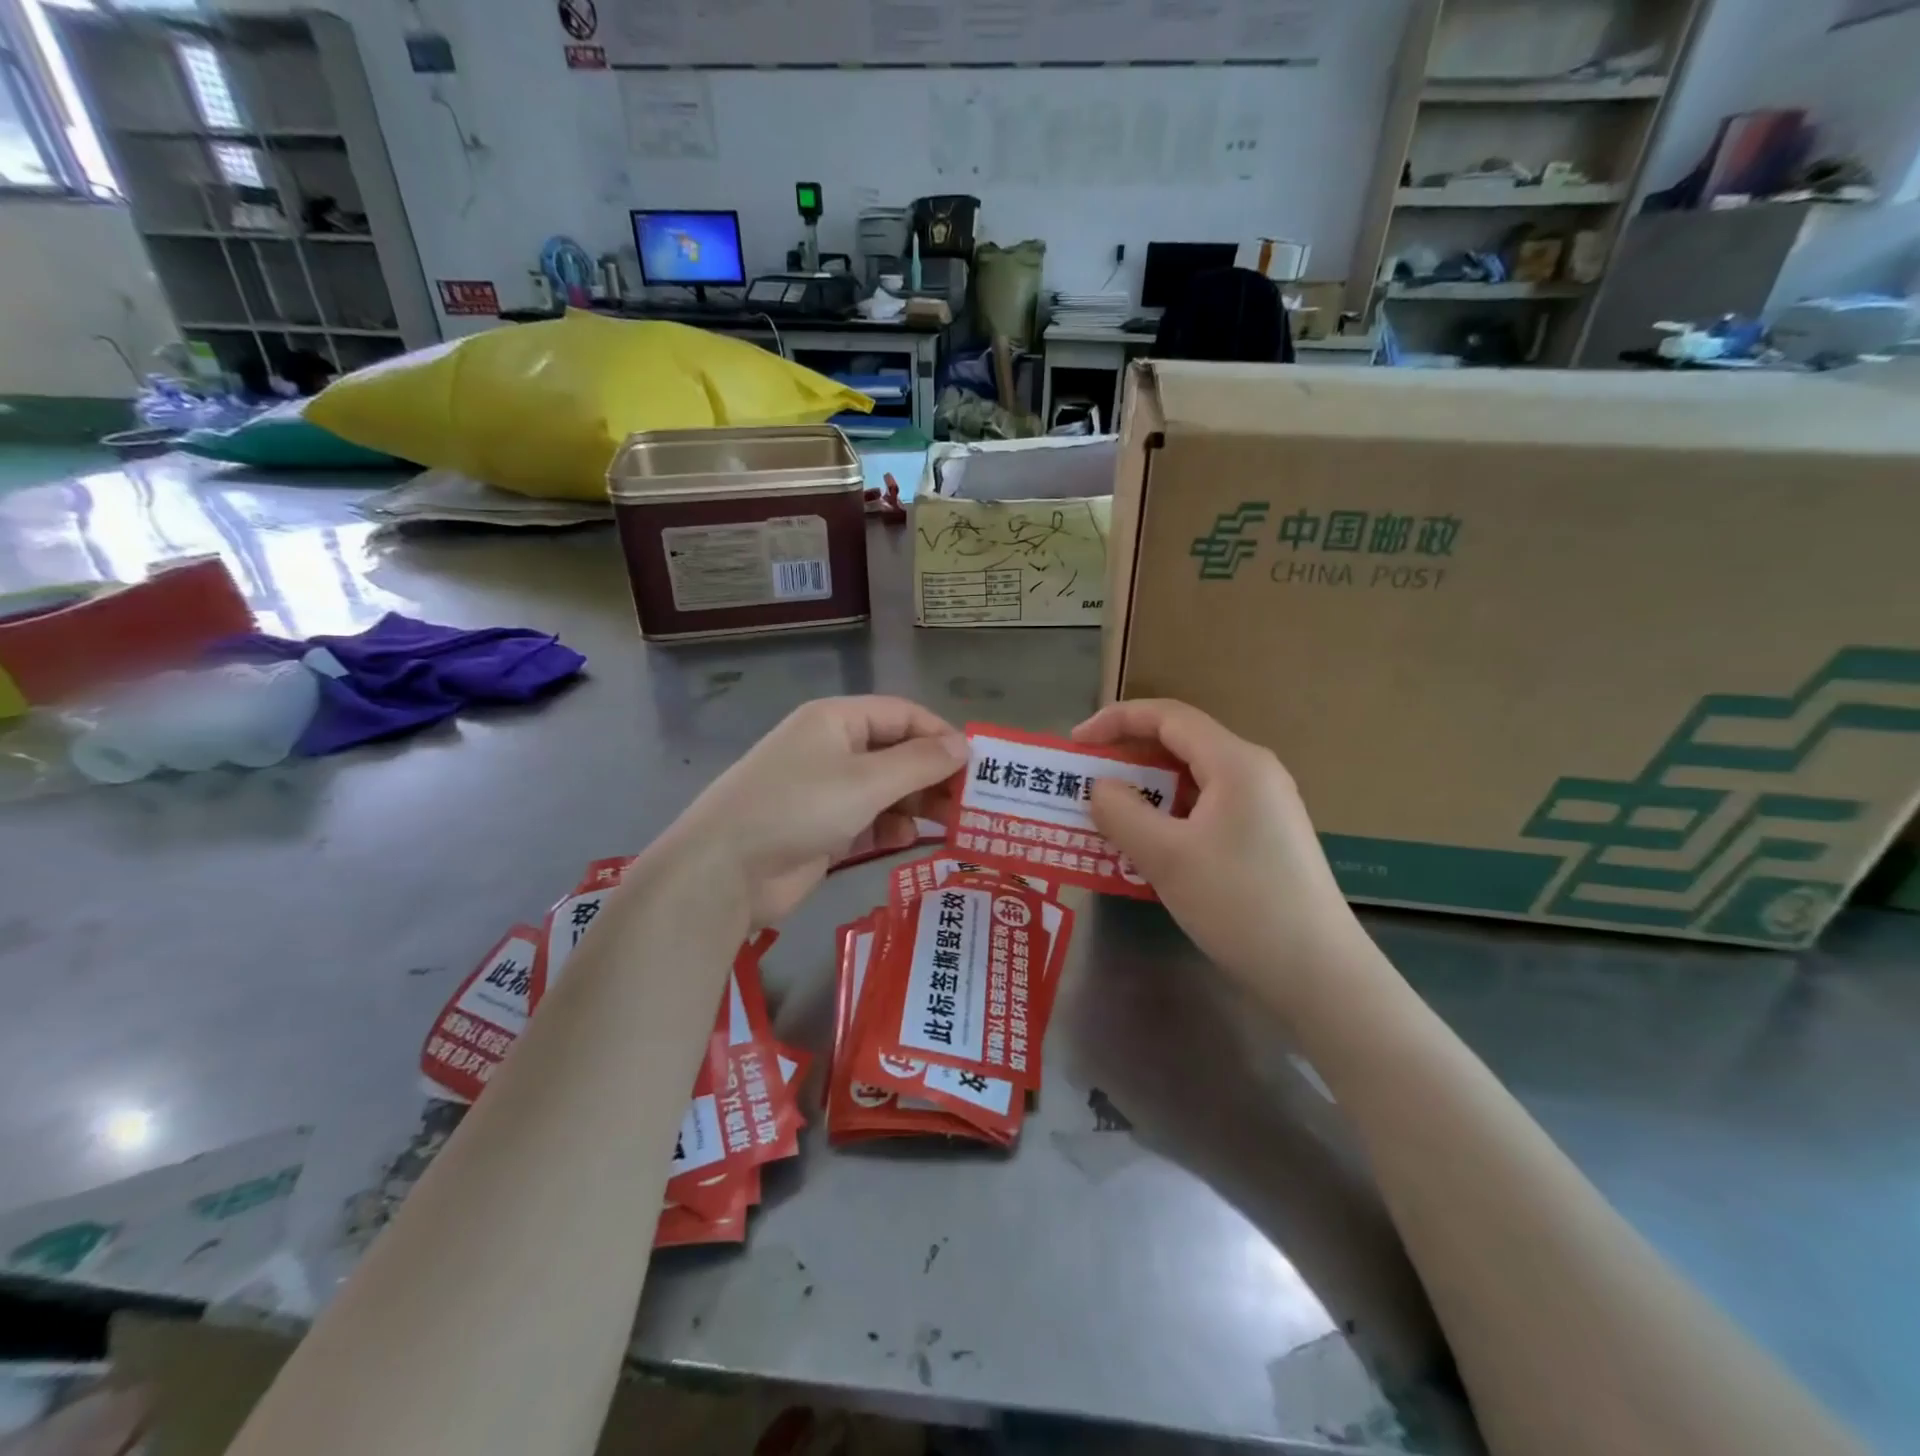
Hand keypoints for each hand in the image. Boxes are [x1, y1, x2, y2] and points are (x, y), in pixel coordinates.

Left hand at [670, 696, 966, 926]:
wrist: (725, 870)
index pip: (903, 714)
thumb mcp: (866, 781)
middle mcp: (832, 747)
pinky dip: (889, 825)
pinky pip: (868, 817)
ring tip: (946, 824)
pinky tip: (904, 839)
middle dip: (932, 775)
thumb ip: (920, 763)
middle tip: (968, 803)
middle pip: (897, 752)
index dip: (941, 736)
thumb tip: (963, 746)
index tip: (976, 767)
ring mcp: (825, 789)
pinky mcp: (822, 826)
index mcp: (838, 720)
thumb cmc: (799, 808)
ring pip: (885, 788)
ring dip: (915, 803)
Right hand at [1074, 699, 1363, 1007]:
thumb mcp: (1166, 857)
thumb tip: (1100, 788)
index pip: (1168, 716)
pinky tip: (1150, 847)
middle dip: (1129, 757)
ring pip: (1193, 780)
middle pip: (1181, 744)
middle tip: (1086, 782)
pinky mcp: (1265, 837)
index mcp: (1235, 762)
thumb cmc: (1239, 904)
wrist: (1318, 973)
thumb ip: (1122, 812)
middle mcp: (1254, 772)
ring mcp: (1264, 805)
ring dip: (1147, 791)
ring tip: (1109, 816)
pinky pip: (1207, 808)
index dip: (1116, 720)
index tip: (1076, 743)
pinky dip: (1170, 815)